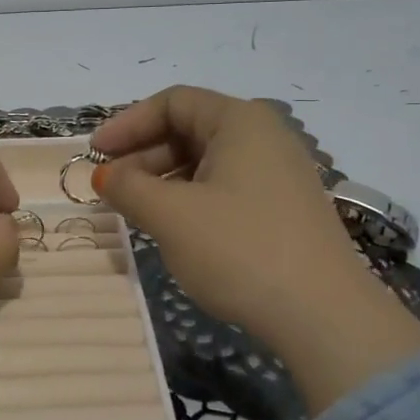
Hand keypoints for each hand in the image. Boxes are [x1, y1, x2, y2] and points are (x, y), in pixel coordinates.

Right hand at [92, 87, 419, 413]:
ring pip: (206, 162)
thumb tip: (105, 175)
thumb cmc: (239, 249)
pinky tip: (173, 229)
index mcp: (241, 121)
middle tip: (110, 187)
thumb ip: (128, 186)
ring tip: (135, 211)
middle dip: (142, 155)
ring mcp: (279, 175)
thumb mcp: (171, 215)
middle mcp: (265, 137)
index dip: (127, 124)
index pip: (173, 102)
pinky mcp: (284, 209)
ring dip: (163, 180)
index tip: (95, 154)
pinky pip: (225, 188)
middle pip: (190, 129)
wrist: (324, 317)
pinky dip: (190, 199)